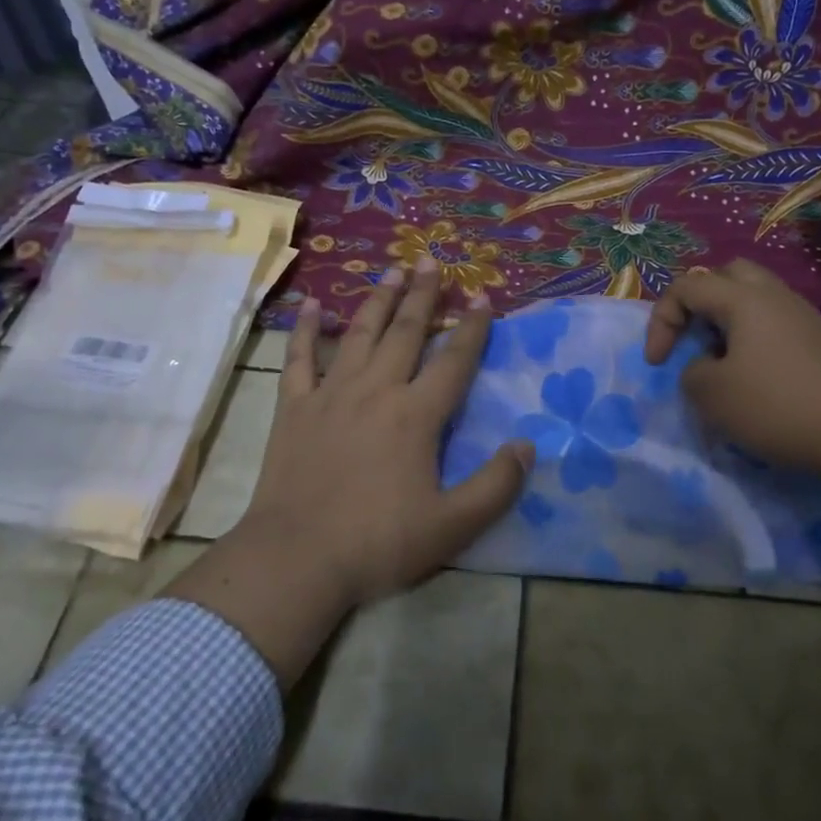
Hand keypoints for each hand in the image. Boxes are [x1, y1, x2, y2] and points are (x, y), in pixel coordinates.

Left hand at [168, 261, 530, 688]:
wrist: (297, 558)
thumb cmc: (378, 542)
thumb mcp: (452, 525)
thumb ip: (496, 485)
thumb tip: (527, 446)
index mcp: (416, 416)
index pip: (453, 361)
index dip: (472, 329)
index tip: (483, 298)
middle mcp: (376, 391)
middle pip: (404, 332)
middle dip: (422, 296)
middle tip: (432, 262)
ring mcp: (331, 395)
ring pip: (358, 334)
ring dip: (378, 300)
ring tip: (392, 272)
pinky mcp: (294, 408)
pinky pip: (300, 358)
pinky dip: (306, 330)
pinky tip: (312, 306)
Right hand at [648, 258, 820, 583]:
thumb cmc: (776, 405)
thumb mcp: (712, 394)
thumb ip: (691, 372)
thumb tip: (705, 367)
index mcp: (743, 298)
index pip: (686, 287)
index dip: (661, 321)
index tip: (657, 363)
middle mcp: (774, 296)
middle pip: (726, 277)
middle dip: (698, 303)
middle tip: (691, 338)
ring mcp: (802, 317)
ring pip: (753, 299)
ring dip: (726, 322)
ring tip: (719, 361)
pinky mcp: (819, 341)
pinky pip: (773, 323)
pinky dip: (751, 339)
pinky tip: (753, 377)